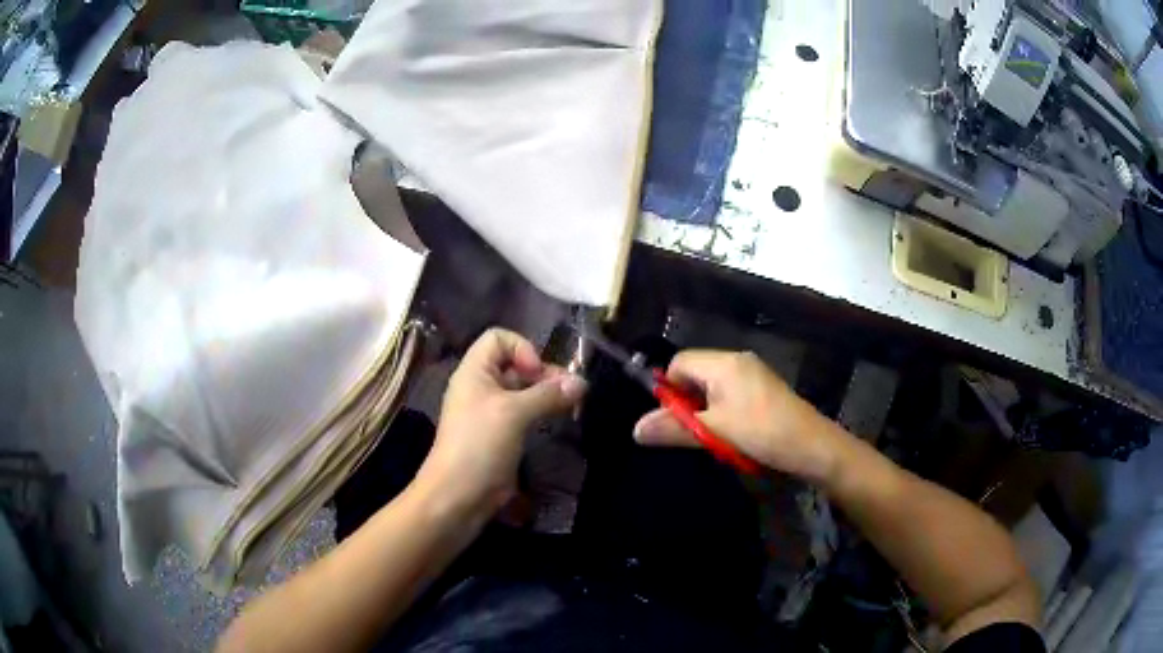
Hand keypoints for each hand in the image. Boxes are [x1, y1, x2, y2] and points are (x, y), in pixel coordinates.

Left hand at [415, 328, 586, 519]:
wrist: (458, 496)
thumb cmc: (479, 445)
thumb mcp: (514, 413)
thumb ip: (548, 395)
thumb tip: (582, 383)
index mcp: (474, 372)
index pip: (498, 338)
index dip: (522, 348)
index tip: (538, 373)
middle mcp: (481, 387)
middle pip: (515, 364)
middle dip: (544, 373)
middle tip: (572, 393)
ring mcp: (490, 413)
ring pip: (523, 391)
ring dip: (547, 394)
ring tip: (573, 407)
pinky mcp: (500, 436)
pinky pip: (524, 414)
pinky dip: (542, 413)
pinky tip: (559, 422)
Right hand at [633, 350, 842, 482]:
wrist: (813, 447)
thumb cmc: (762, 433)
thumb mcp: (714, 432)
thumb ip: (673, 428)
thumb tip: (635, 429)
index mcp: (724, 363)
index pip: (679, 362)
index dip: (667, 388)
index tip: (669, 419)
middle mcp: (737, 361)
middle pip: (694, 373)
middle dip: (685, 402)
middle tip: (688, 432)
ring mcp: (753, 375)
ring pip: (711, 387)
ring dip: (704, 411)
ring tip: (709, 437)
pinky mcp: (763, 391)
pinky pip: (729, 395)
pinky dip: (721, 414)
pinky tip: (728, 436)